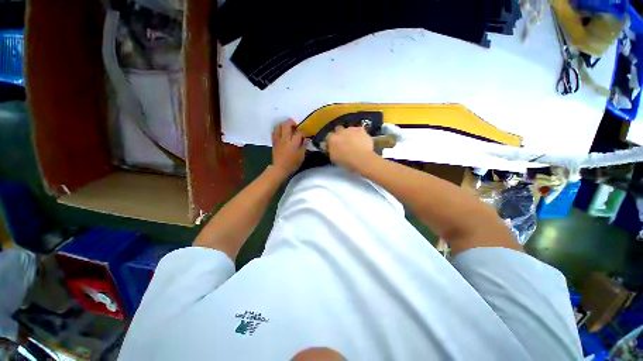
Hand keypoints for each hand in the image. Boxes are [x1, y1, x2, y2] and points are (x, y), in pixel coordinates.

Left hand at [271, 119, 306, 177]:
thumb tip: (306, 139)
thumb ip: (304, 146)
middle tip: (295, 125)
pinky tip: (281, 132)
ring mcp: (278, 140)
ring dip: (283, 124)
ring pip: (278, 126)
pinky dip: (277, 130)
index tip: (305, 134)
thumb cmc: (293, 163)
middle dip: (291, 122)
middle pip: (286, 125)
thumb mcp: (301, 156)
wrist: (280, 168)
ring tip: (287, 127)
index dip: (303, 132)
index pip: (299, 132)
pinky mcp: (274, 142)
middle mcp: (285, 139)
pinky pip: (274, 132)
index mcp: (293, 143)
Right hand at [326, 126, 375, 171]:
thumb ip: (331, 151)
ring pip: (349, 129)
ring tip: (355, 142)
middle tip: (344, 142)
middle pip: (338, 129)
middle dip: (340, 134)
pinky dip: (359, 134)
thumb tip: (330, 148)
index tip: (334, 145)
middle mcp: (340, 132)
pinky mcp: (360, 129)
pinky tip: (362, 141)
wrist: (362, 159)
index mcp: (331, 139)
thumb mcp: (334, 159)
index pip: (328, 137)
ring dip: (350, 134)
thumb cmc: (346, 162)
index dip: (331, 141)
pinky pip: (358, 130)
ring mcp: (350, 129)